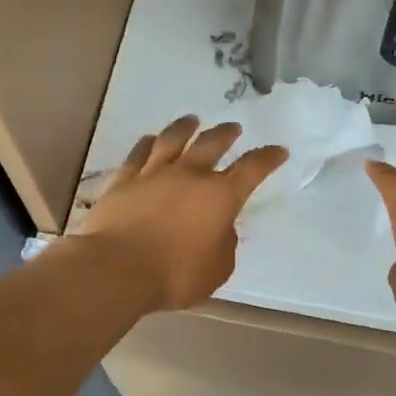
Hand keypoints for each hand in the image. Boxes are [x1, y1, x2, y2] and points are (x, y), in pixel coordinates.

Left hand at [79, 116, 288, 310]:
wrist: (116, 269)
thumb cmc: (175, 275)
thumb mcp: (217, 269)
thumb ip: (225, 244)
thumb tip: (222, 228)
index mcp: (220, 196)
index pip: (252, 169)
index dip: (268, 158)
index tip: (278, 151)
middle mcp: (190, 175)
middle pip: (212, 143)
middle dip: (226, 134)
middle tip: (234, 128)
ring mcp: (154, 173)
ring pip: (173, 139)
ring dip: (186, 127)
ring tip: (192, 120)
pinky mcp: (124, 180)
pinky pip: (139, 153)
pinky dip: (148, 143)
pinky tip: (150, 139)